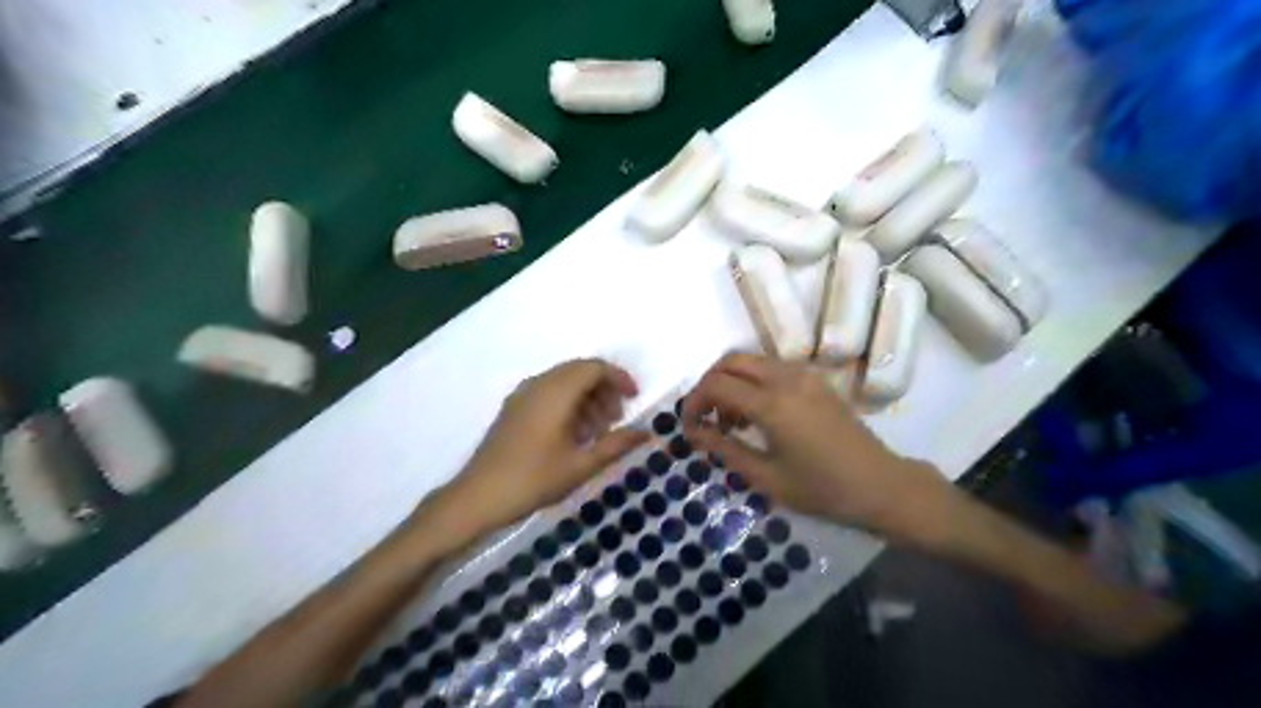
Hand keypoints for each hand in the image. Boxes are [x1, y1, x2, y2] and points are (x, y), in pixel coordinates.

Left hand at [426, 361, 647, 547]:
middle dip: (604, 389)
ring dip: (586, 397)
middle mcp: (538, 385)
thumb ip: (616, 445)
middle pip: (579, 371)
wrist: (477, 498)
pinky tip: (573, 435)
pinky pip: (548, 393)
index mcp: (556, 392)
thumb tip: (647, 432)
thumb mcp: (581, 465)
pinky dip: (568, 404)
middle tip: (616, 419)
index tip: (634, 399)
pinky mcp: (513, 409)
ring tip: (596, 431)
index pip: (594, 368)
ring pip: (563, 381)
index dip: (618, 378)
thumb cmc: (533, 480)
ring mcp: (522, 395)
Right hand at [680, 353, 957, 547]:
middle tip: (705, 417)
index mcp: (772, 403)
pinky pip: (771, 368)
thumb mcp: (766, 477)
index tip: (687, 427)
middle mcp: (786, 377)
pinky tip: (756, 414)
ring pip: (751, 361)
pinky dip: (752, 382)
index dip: (693, 402)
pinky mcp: (815, 379)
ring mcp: (804, 375)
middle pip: (731, 361)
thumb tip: (694, 433)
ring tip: (730, 422)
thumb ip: (725, 449)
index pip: (716, 385)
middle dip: (709, 384)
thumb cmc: (822, 489)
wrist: (881, 485)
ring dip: (731, 382)